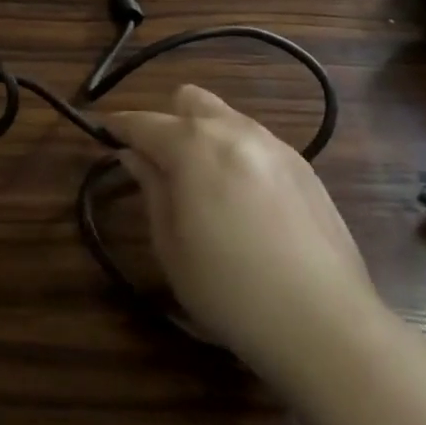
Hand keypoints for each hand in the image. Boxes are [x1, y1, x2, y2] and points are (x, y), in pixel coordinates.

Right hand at [109, 84, 378, 365]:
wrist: (324, 324)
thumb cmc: (230, 291)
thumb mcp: (171, 245)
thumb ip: (151, 187)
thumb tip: (134, 154)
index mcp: (193, 145)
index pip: (143, 122)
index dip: (117, 127)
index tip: (101, 133)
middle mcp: (233, 130)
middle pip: (188, 100)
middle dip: (168, 122)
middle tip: (162, 165)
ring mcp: (274, 145)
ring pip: (226, 118)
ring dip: (205, 137)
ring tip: (206, 186)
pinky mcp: (304, 167)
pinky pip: (257, 143)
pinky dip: (238, 156)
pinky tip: (246, 203)